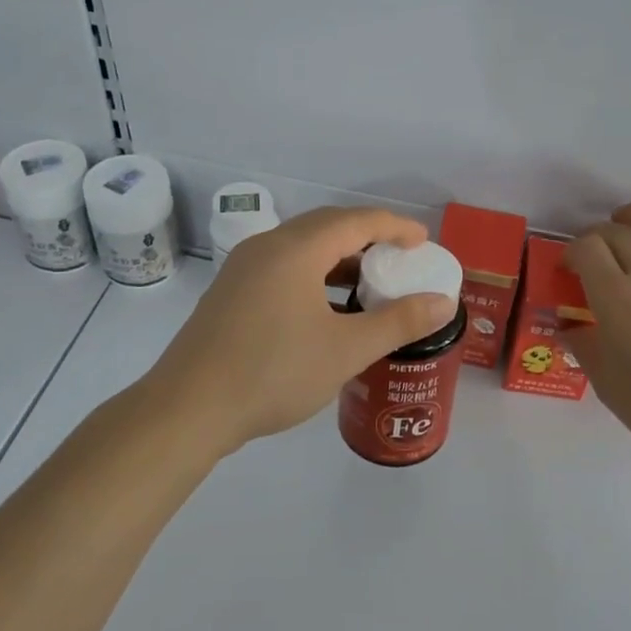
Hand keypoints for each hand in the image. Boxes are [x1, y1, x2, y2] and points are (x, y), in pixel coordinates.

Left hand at [141, 206, 458, 455]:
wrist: (187, 409)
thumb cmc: (273, 373)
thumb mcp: (346, 350)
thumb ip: (398, 322)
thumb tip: (443, 303)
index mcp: (296, 249)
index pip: (357, 221)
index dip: (395, 227)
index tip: (423, 242)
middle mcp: (267, 246)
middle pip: (327, 226)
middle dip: (368, 236)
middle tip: (400, 258)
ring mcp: (243, 268)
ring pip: (302, 246)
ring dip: (339, 256)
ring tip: (368, 282)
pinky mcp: (230, 292)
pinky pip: (282, 266)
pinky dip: (313, 273)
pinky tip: (325, 307)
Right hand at [562, 203, 630, 458]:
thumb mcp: (605, 381)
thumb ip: (584, 345)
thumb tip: (571, 328)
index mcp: (618, 298)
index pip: (588, 249)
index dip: (572, 251)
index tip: (569, 267)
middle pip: (619, 233)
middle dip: (598, 236)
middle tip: (593, 251)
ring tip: (628, 219)